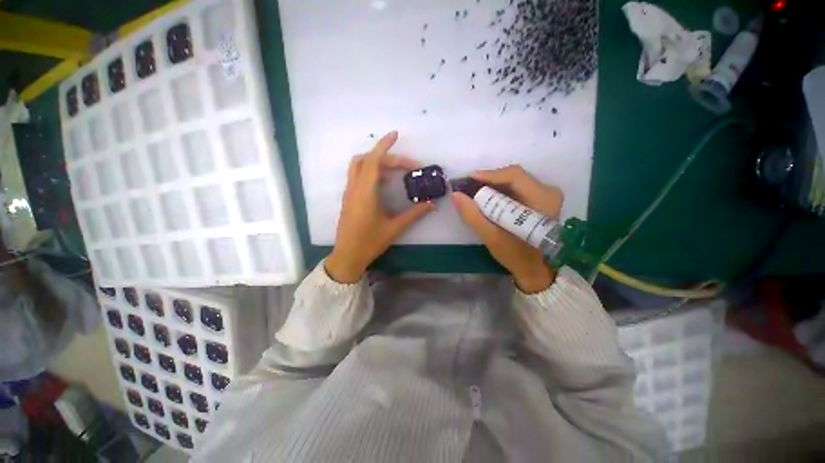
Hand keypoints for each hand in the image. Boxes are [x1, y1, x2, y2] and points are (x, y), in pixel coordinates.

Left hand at [326, 131, 433, 282]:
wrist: (348, 256)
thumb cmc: (370, 242)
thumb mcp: (394, 228)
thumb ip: (414, 214)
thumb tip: (431, 204)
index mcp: (365, 193)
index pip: (373, 161)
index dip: (384, 146)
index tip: (395, 135)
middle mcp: (354, 188)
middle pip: (366, 160)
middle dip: (386, 156)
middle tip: (406, 165)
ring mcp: (349, 192)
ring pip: (358, 166)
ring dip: (375, 161)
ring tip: (394, 168)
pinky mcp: (348, 198)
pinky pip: (357, 175)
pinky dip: (370, 170)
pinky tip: (383, 181)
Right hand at [452, 165, 563, 292]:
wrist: (537, 270)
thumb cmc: (517, 256)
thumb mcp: (492, 237)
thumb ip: (473, 216)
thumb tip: (456, 195)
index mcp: (542, 199)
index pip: (514, 175)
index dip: (489, 175)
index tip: (468, 179)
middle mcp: (548, 191)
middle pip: (513, 176)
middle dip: (489, 181)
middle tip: (468, 188)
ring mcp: (546, 195)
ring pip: (514, 181)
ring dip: (493, 186)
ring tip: (475, 193)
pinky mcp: (541, 200)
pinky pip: (517, 188)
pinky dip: (500, 192)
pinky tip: (488, 199)